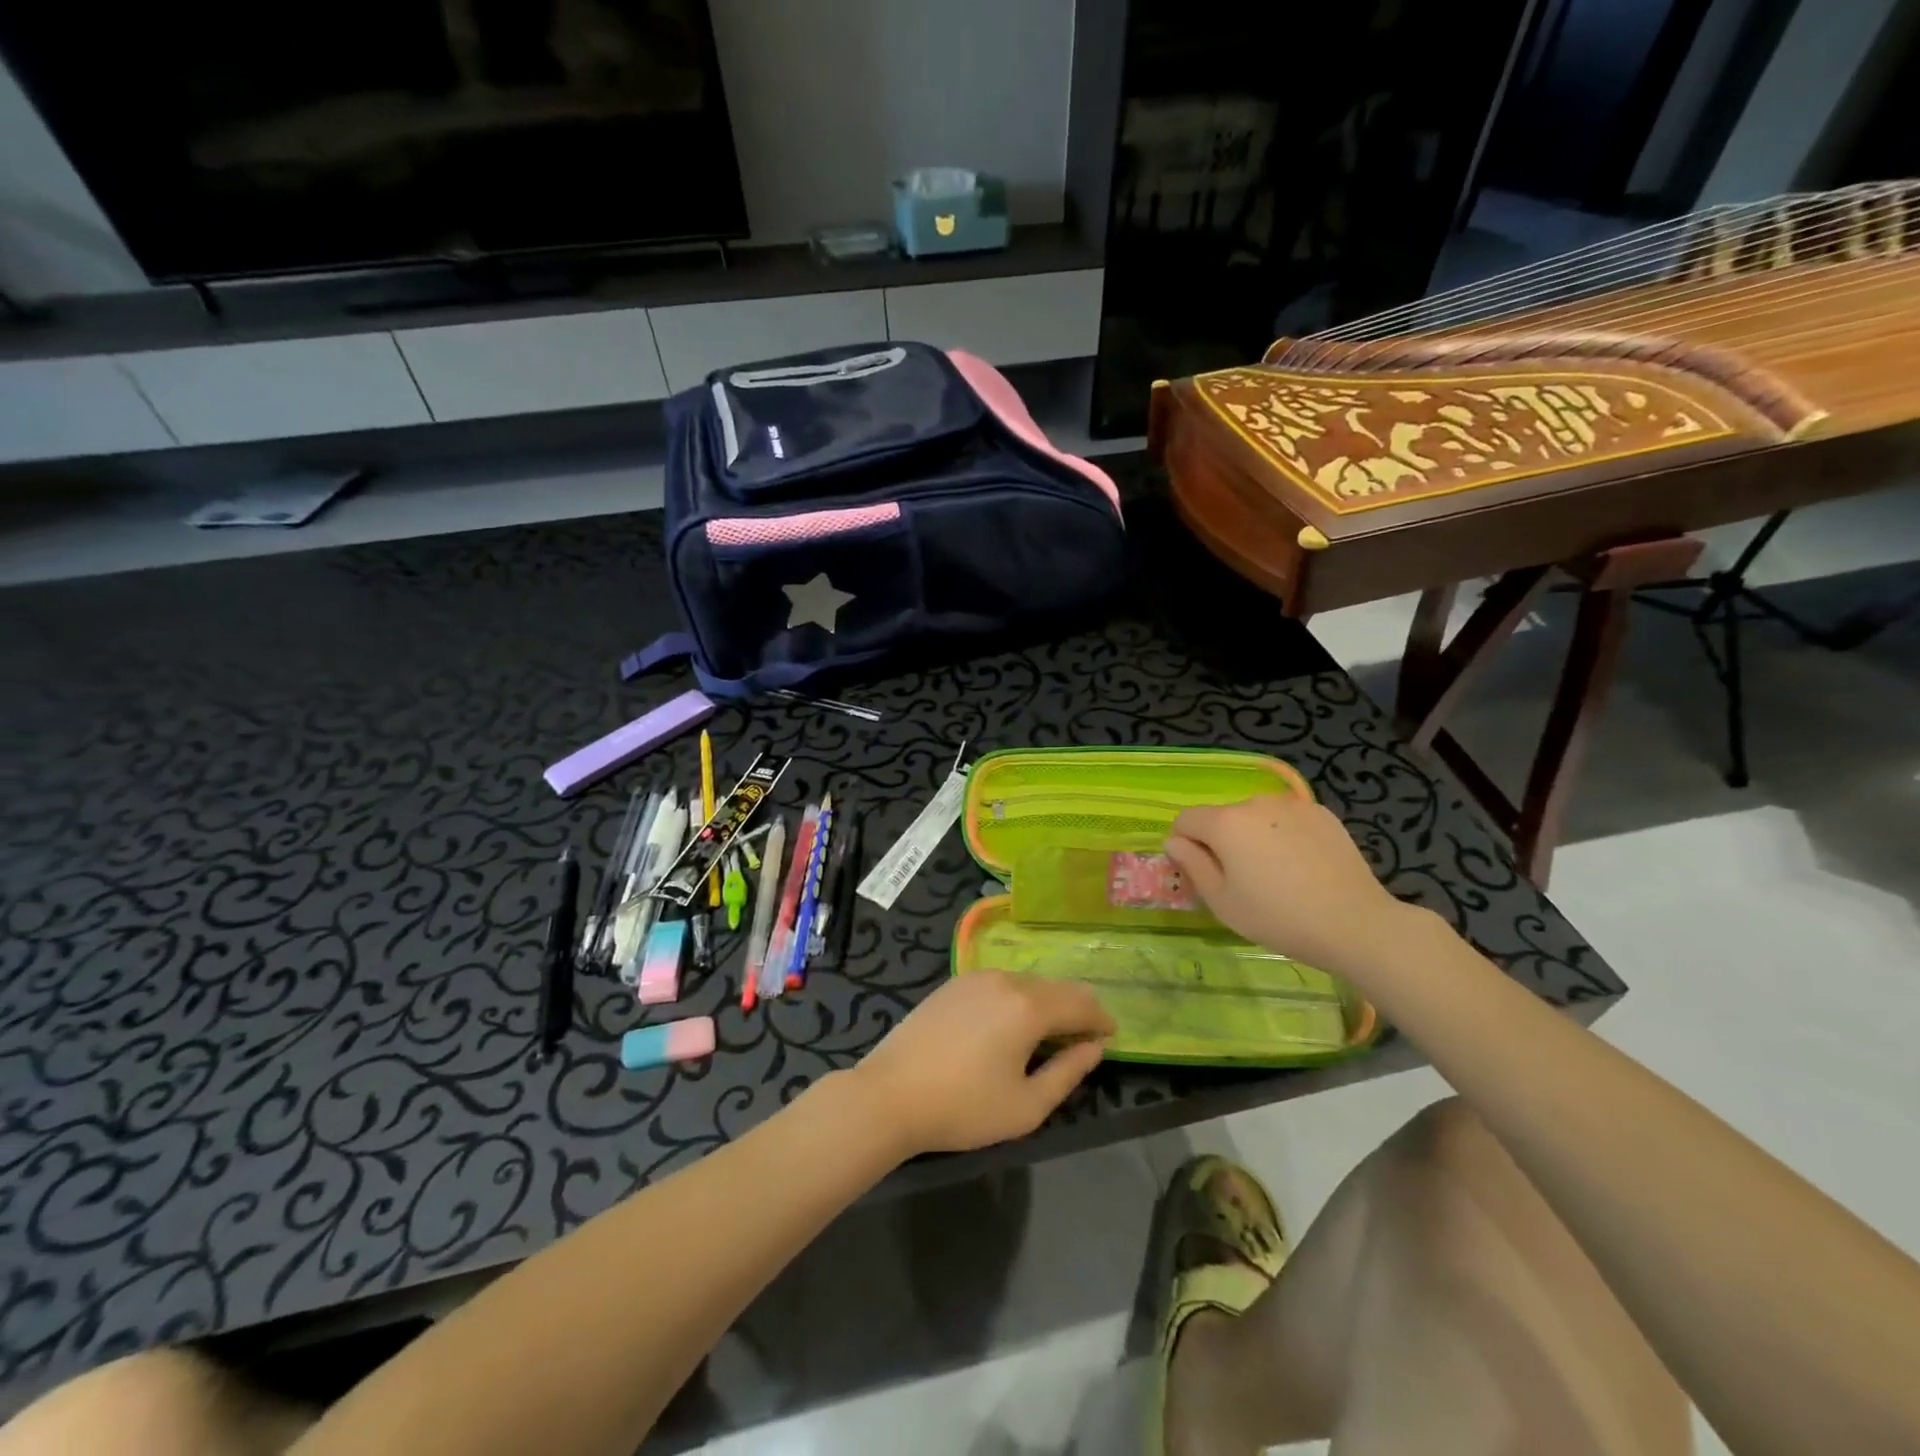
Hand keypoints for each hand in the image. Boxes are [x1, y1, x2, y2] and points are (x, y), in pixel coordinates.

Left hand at [854, 972, 1115, 1154]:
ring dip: (1047, 1002)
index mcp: (1028, 1006)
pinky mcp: (954, 983)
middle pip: (1056, 987)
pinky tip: (1013, 1022)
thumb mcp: (1026, 1106)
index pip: (1080, 1004)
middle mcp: (1006, 979)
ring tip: (1051, 1032)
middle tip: (1087, 1035)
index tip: (1112, 1036)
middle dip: (1077, 1008)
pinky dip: (1019, 997)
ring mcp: (976, 977)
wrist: (891, 1094)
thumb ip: (1068, 1073)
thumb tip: (1095, 1048)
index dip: (1101, 1019)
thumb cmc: (963, 1107)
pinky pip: (1001, 983)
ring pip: (1027, 982)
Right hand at [1165, 794, 1409, 977]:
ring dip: (1253, 836)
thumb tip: (1175, 842)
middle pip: (1222, 817)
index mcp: (1225, 822)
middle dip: (1221, 841)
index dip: (1184, 845)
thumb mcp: (1222, 901)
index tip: (1200, 873)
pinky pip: (1286, 820)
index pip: (1186, 820)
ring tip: (1275, 873)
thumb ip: (1192, 865)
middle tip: (1240, 880)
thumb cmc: (1277, 917)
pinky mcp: (1322, 814)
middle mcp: (1255, 802)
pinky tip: (1301, 866)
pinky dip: (1283, 835)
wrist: (1354, 922)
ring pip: (1256, 817)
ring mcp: (1292, 805)